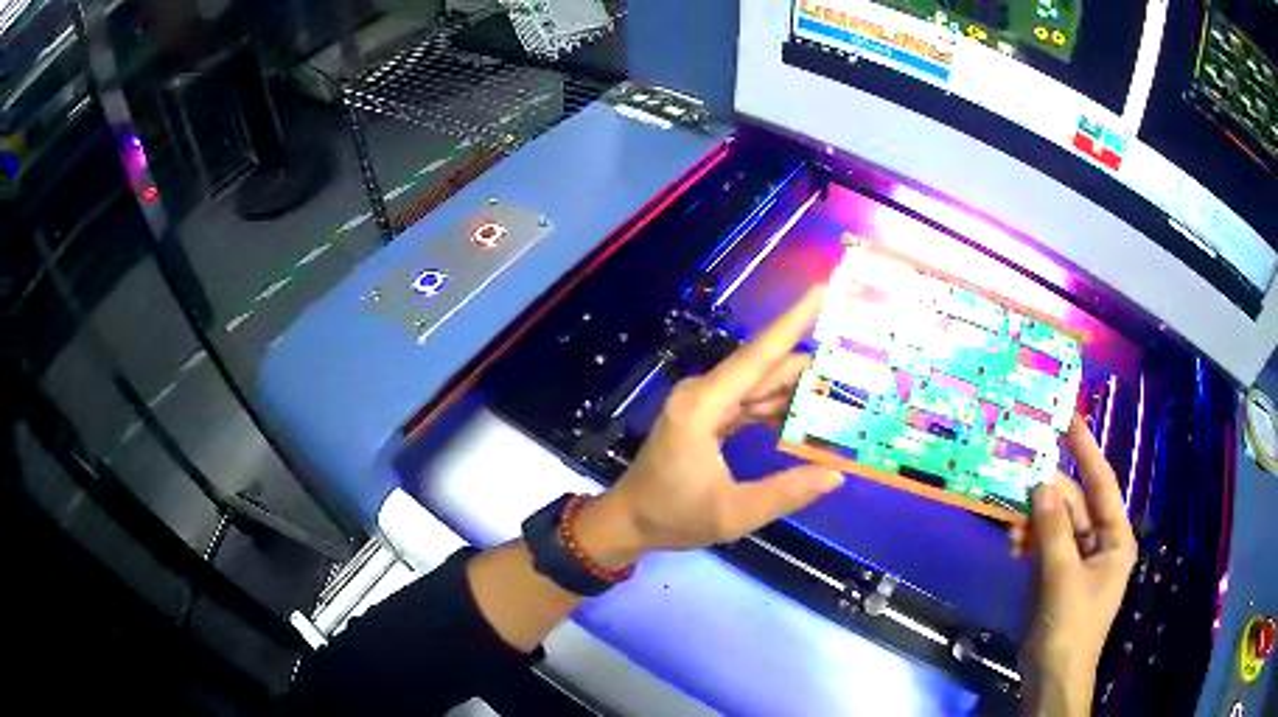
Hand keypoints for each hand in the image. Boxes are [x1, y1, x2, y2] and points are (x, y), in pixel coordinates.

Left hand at [574, 286, 845, 568]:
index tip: (820, 290)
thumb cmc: (674, 516)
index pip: (757, 356)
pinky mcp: (706, 415)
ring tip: (841, 388)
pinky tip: (806, 413)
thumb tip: (836, 475)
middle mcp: (702, 393)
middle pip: (764, 368)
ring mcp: (703, 402)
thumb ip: (786, 493)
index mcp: (702, 406)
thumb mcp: (734, 513)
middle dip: (808, 363)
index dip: (792, 322)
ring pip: (758, 383)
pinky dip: (776, 405)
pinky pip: (749, 401)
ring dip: (795, 387)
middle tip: (854, 361)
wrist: (629, 521)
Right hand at [1017, 416, 1136, 716]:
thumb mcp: (1062, 577)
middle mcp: (1100, 542)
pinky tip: (1012, 548)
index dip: (1086, 450)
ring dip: (1032, 524)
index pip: (1103, 483)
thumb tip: (1040, 484)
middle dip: (1046, 499)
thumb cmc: (1069, 626)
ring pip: (1055, 524)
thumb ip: (1052, 530)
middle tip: (1017, 485)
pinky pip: (1043, 545)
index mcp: (1115, 538)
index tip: (1069, 418)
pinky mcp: (1056, 575)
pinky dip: (1028, 543)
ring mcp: (1077, 559)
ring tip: (1010, 531)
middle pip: (1073, 505)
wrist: (1051, 677)